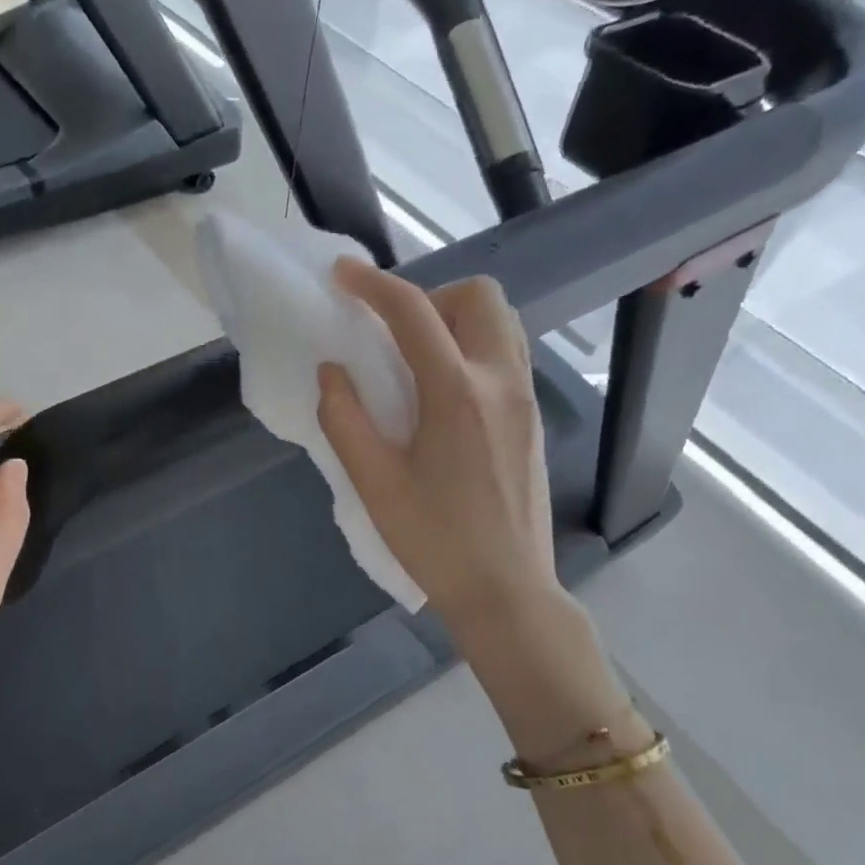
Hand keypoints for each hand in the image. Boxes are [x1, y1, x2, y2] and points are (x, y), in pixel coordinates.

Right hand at [317, 259, 560, 634]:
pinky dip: (473, 348)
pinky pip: (507, 355)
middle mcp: (500, 382)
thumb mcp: (374, 483)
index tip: (342, 274)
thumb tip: (333, 370)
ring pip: (501, 323)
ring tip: (417, 360)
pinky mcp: (532, 420)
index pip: (414, 313)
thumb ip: (345, 418)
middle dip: (431, 296)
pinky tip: (443, 395)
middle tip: (394, 334)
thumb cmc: (434, 541)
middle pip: (479, 297)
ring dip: (457, 320)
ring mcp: (524, 399)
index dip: (373, 285)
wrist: (506, 590)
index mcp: (457, 393)